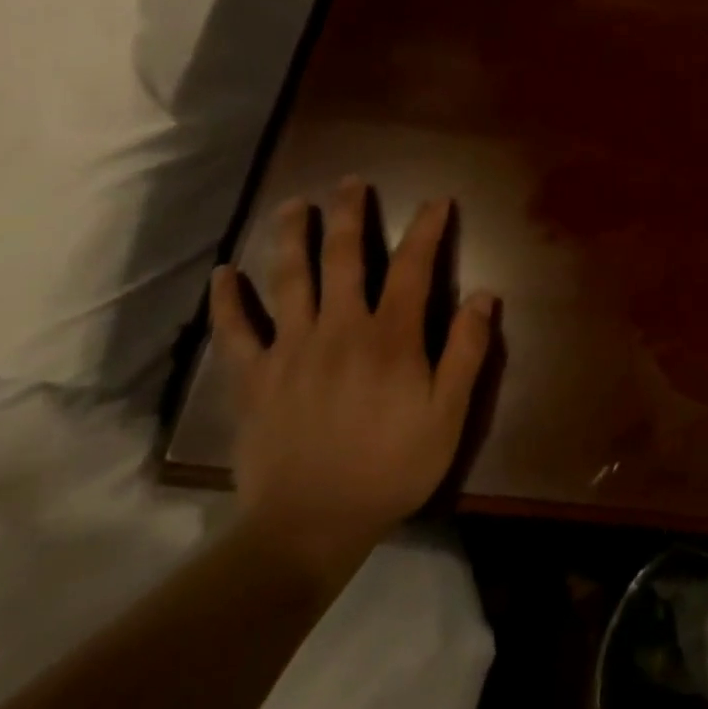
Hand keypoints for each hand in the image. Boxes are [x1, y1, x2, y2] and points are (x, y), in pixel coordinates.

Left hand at [209, 178, 493, 587]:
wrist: (311, 526)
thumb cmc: (392, 467)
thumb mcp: (449, 414)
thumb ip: (467, 351)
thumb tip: (484, 294)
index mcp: (391, 337)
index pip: (413, 267)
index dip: (426, 229)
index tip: (436, 201)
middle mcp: (340, 329)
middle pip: (344, 258)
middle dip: (349, 215)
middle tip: (350, 182)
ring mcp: (291, 350)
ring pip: (289, 280)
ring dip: (292, 237)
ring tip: (294, 205)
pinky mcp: (254, 378)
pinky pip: (236, 332)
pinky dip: (228, 301)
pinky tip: (223, 274)